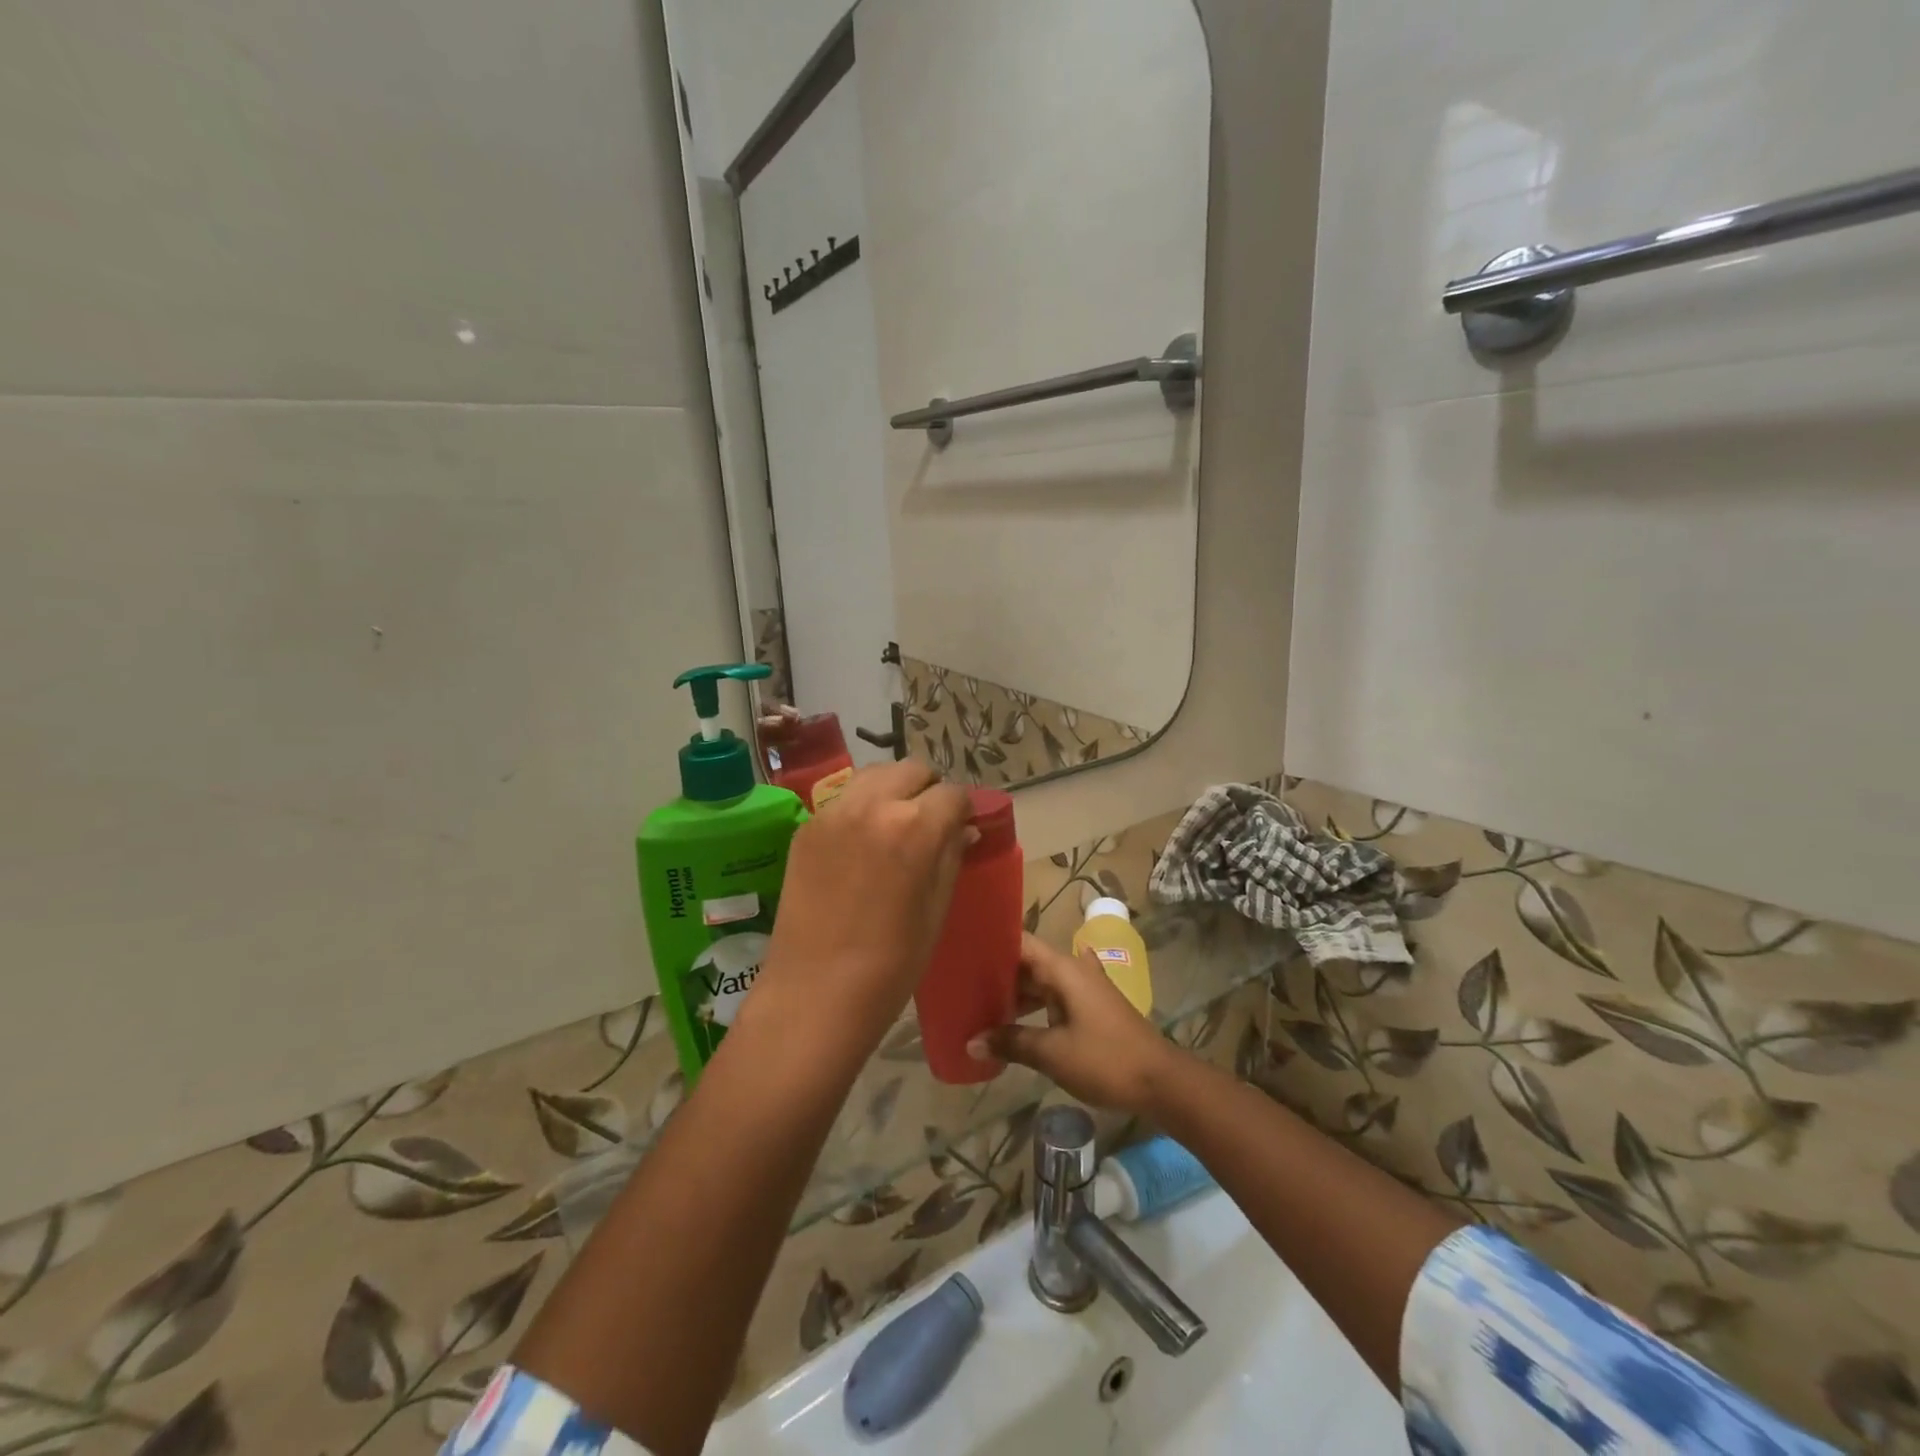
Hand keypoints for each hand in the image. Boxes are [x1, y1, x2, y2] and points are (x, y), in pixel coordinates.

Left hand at [746, 761, 972, 1050]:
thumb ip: (951, 856)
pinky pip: (844, 801)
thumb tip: (964, 828)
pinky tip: (862, 844)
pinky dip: (861, 808)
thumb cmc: (891, 964)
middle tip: (931, 822)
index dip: (964, 809)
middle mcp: (873, 805)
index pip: (952, 794)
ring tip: (896, 825)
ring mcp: (833, 813)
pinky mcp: (806, 828)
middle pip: (912, 771)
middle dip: (929, 790)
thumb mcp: (936, 910)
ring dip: (893, 790)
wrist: (814, 994)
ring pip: (874, 776)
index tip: (964, 826)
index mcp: (915, 826)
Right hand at [970, 934, 1188, 1115]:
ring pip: (1040, 982)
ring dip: (1014, 993)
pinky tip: (1012, 1021)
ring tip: (979, 1005)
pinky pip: (1053, 998)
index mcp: (1063, 968)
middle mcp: (1073, 969)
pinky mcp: (1090, 1009)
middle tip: (960, 983)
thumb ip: (1010, 1042)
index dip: (992, 942)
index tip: (962, 948)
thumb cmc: (1105, 1059)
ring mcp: (1084, 989)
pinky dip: (1033, 1006)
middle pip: (1028, 962)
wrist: (1161, 1081)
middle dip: (997, 973)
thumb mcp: (1052, 1053)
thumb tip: (971, 1041)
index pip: (1020, 941)